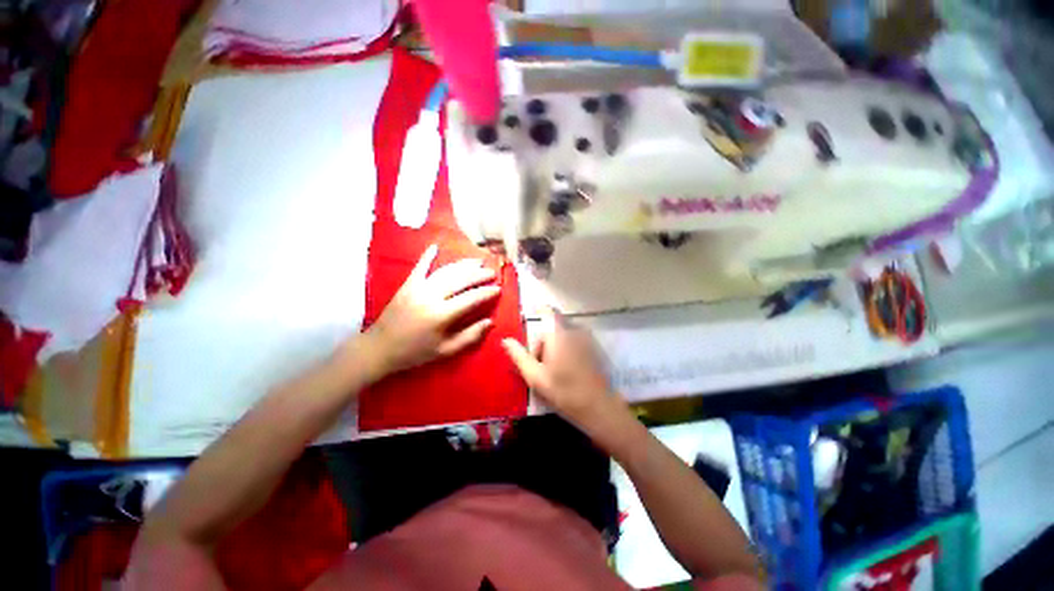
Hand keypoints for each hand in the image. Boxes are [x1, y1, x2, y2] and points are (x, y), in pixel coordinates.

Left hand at [365, 245, 499, 376]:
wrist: (380, 349)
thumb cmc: (416, 352)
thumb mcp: (446, 351)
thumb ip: (470, 336)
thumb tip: (491, 321)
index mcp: (442, 315)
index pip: (471, 298)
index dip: (487, 292)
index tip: (499, 288)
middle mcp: (431, 296)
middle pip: (461, 280)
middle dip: (479, 275)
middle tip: (492, 272)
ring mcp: (418, 288)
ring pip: (445, 271)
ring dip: (463, 265)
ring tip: (477, 261)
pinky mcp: (407, 285)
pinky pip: (419, 267)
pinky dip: (428, 256)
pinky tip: (435, 246)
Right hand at [501, 307, 623, 430]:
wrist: (597, 406)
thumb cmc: (563, 391)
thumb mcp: (535, 376)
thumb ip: (519, 355)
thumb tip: (506, 340)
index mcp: (558, 334)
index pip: (546, 311)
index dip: (536, 313)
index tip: (529, 327)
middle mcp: (574, 330)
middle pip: (552, 327)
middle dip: (543, 341)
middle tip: (539, 364)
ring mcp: (586, 338)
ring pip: (563, 334)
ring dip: (555, 346)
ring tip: (553, 369)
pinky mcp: (594, 348)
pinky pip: (574, 340)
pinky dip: (566, 349)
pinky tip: (567, 370)